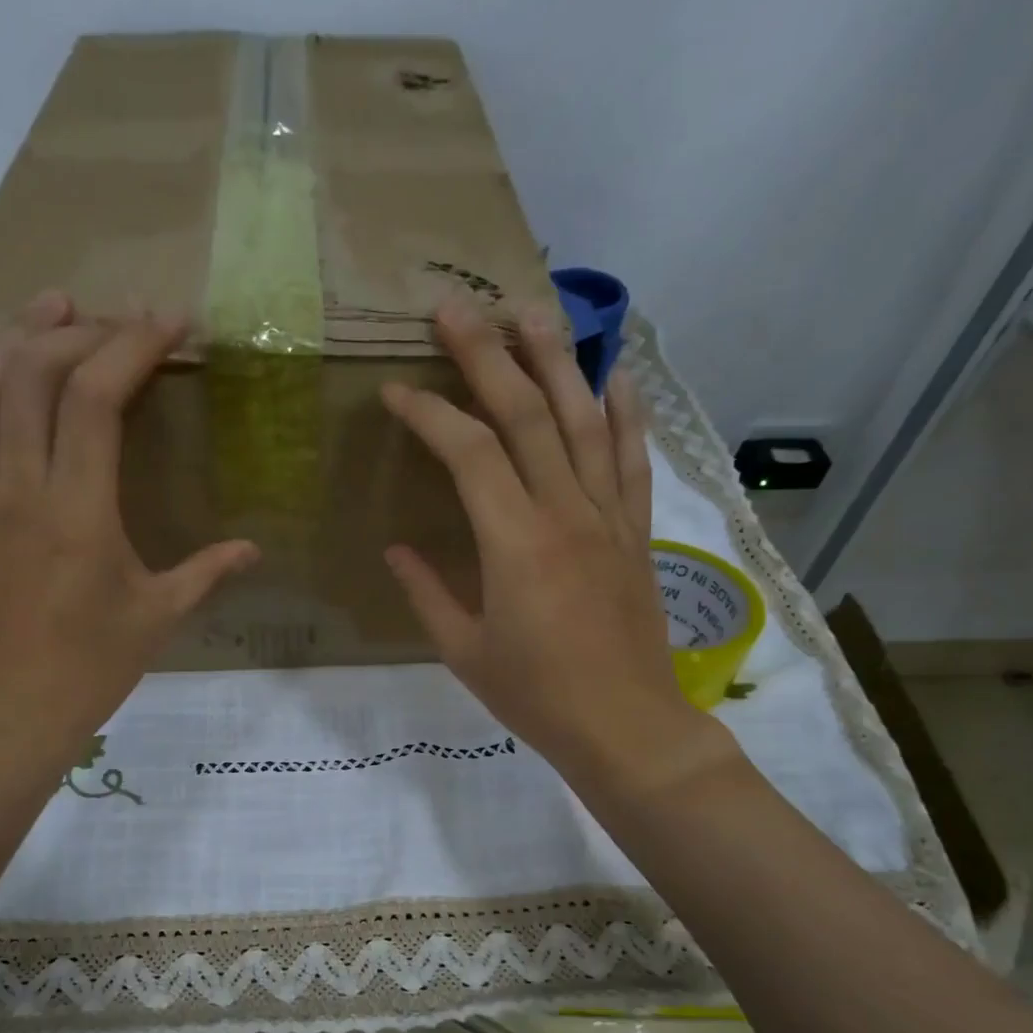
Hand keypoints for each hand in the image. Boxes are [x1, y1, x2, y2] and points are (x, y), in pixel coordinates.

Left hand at [0, 292, 257, 778]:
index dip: (132, 346)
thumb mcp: (160, 618)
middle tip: (110, 319)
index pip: (97, 398)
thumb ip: (208, 573)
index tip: (168, 322)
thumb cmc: (92, 670)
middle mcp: (17, 491)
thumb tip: (254, 549)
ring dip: (7, 347)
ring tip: (44, 316)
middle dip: (73, 332)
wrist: (10, 718)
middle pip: (30, 377)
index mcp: (77, 510)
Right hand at [381, 298, 740, 801]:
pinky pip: (632, 460)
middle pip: (527, 414)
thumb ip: (427, 593)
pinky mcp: (636, 532)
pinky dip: (626, 413)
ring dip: (557, 360)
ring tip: (531, 310)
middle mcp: (565, 513)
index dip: (430, 414)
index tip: (395, 392)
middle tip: (455, 306)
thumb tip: (396, 550)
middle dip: (487, 355)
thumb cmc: (535, 697)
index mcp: (515, 544)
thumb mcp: (464, 652)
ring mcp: (609, 518)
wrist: (624, 726)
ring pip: (584, 421)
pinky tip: (617, 375)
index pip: (470, 453)